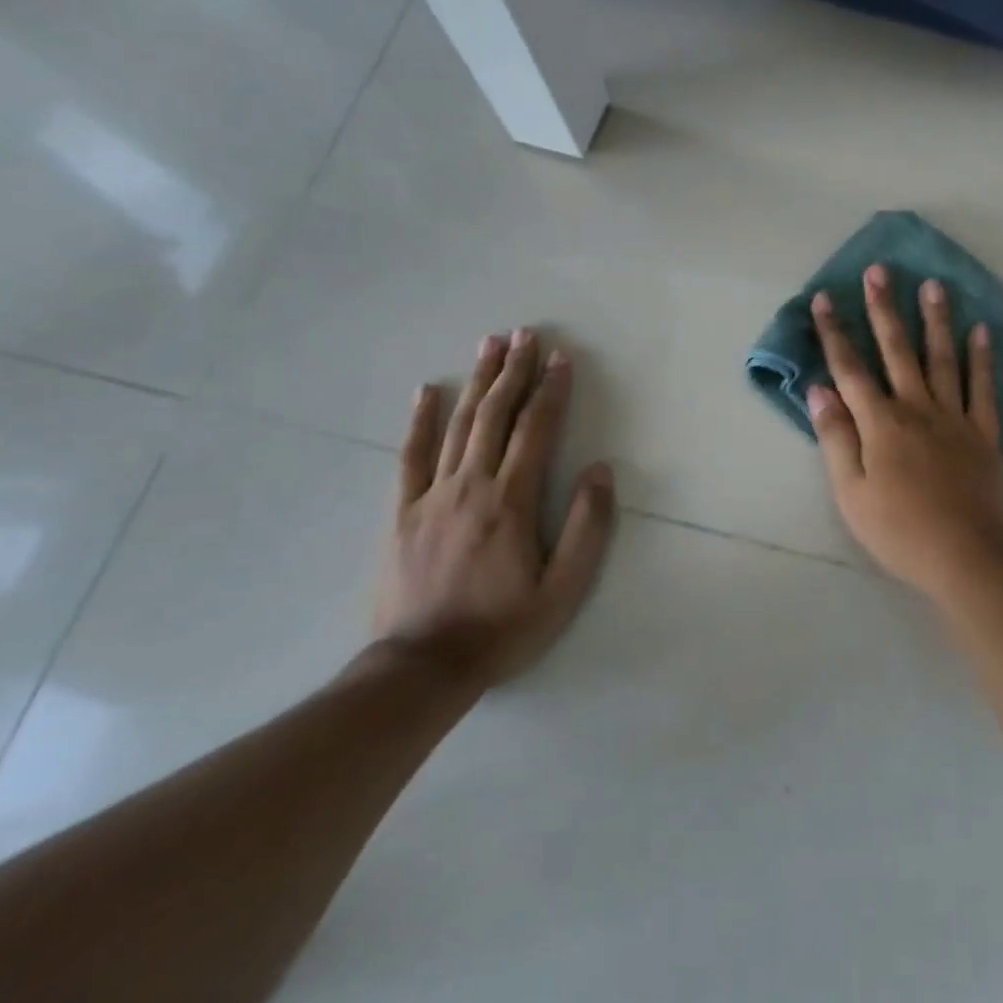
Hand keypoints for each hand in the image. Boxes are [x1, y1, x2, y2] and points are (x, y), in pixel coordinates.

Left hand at [374, 330, 616, 686]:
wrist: (421, 669)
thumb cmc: (502, 628)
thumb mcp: (563, 590)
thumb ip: (587, 528)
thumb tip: (599, 470)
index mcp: (512, 501)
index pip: (537, 430)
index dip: (551, 390)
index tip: (562, 357)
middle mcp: (471, 485)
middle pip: (495, 415)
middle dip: (513, 370)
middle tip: (525, 333)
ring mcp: (432, 496)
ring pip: (458, 425)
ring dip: (476, 382)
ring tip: (489, 344)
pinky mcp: (402, 512)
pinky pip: (411, 457)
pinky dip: (420, 421)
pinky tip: (426, 391)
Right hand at [807, 265, 1002, 608]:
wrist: (967, 558)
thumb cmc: (899, 530)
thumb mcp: (851, 492)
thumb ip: (835, 437)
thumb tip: (819, 389)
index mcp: (880, 423)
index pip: (850, 368)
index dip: (834, 332)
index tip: (824, 298)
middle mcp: (916, 408)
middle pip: (896, 350)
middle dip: (884, 309)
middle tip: (879, 271)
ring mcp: (954, 417)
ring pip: (941, 358)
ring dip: (935, 319)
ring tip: (932, 284)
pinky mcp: (984, 433)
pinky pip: (983, 388)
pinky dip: (982, 358)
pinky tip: (981, 331)